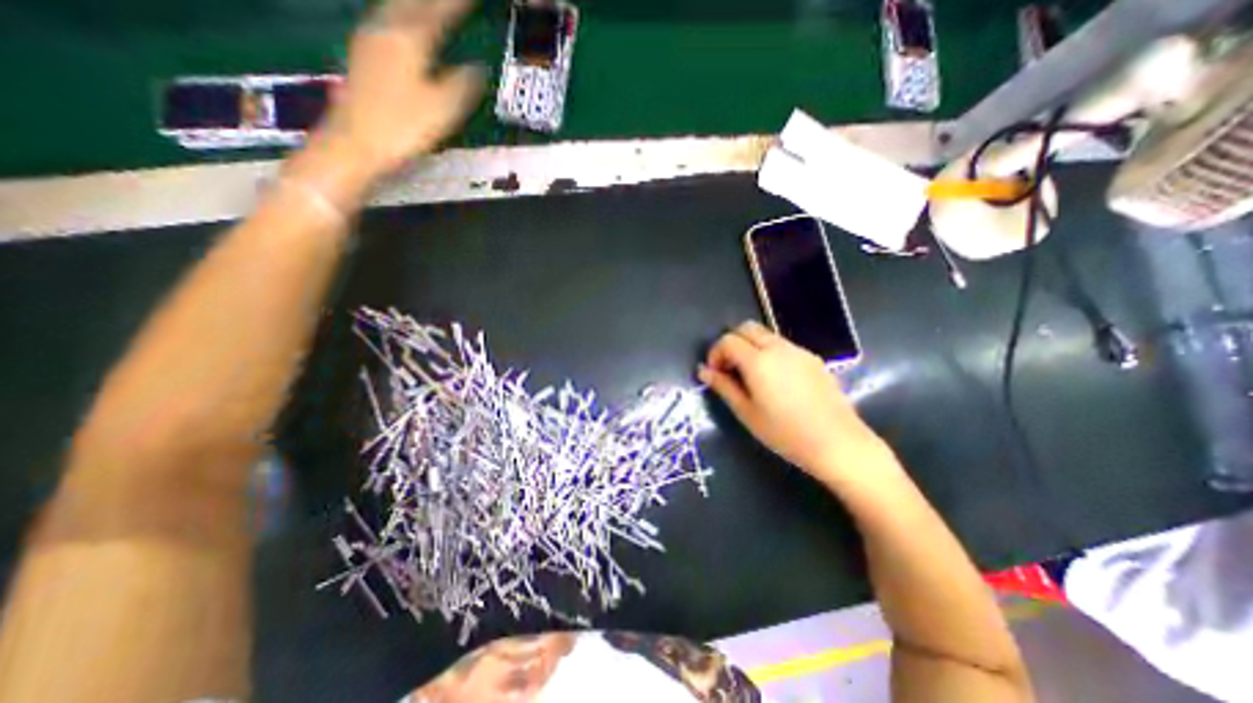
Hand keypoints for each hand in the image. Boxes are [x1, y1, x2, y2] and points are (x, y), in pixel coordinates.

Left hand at [320, 0, 482, 175]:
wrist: (355, 142)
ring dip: (416, 4)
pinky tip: (405, 22)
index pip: (438, 12)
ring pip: (396, 9)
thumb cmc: (403, 127)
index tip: (471, 0)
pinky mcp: (363, 55)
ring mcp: (370, 40)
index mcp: (408, 40)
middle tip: (453, 4)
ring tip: (432, 6)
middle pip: (411, 3)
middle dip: (434, 1)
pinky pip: (387, 22)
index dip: (456, 5)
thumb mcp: (442, 109)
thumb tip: (478, 68)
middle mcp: (386, 30)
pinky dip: (402, 16)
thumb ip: (463, 84)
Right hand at [695, 322, 890, 482]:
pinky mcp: (812, 358)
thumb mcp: (746, 412)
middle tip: (729, 369)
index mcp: (758, 361)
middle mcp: (777, 347)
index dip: (715, 353)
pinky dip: (768, 352)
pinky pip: (782, 345)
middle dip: (731, 343)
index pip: (728, 340)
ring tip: (750, 376)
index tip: (715, 373)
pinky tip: (774, 380)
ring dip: (750, 346)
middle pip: (746, 328)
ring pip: (765, 335)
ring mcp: (798, 351)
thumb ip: (723, 386)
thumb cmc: (785, 433)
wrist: (838, 443)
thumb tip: (703, 370)